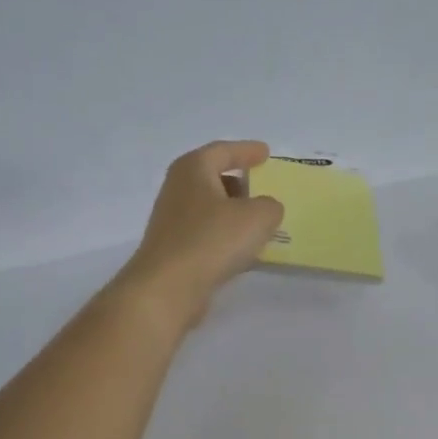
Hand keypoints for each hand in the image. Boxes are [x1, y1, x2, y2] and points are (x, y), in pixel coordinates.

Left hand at [115, 141, 284, 325]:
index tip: (266, 153)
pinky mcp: (173, 248)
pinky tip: (242, 249)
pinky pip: (206, 233)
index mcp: (194, 169)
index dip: (247, 151)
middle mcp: (178, 189)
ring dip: (233, 211)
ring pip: (209, 207)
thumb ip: (270, 206)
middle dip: (238, 181)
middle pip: (212, 177)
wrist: (168, 287)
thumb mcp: (258, 217)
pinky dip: (225, 235)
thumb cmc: (212, 240)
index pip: (223, 151)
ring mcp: (172, 220)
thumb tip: (265, 209)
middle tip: (263, 187)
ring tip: (259, 222)